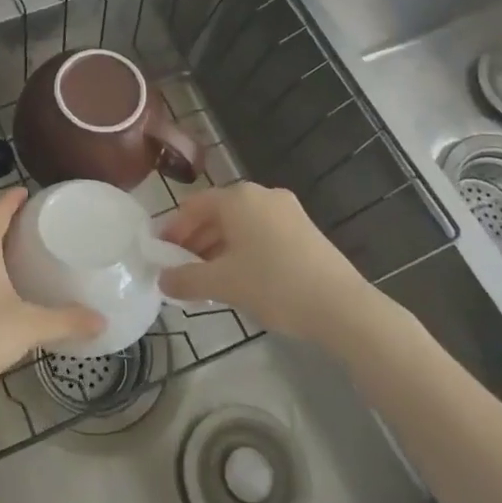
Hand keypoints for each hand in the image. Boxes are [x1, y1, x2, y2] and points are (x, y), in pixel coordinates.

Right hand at [158, 182, 382, 349]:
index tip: (159, 254)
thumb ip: (186, 279)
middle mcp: (262, 195)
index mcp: (238, 198)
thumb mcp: (222, 283)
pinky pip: (261, 234)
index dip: (172, 230)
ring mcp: (287, 211)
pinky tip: (239, 279)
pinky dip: (242, 251)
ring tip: (206, 280)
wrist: (341, 307)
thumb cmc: (274, 285)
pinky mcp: (304, 230)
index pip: (193, 206)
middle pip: (217, 214)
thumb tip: (163, 280)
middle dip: (194, 241)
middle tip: (179, 270)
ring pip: (240, 226)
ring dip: (217, 249)